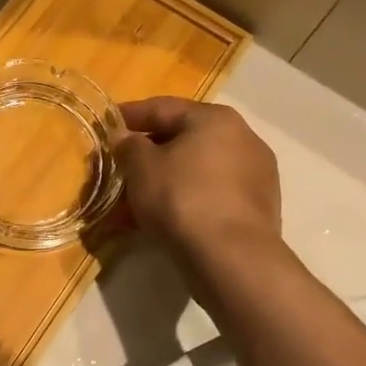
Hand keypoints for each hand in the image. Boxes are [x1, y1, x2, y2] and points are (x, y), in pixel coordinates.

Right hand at [112, 98, 281, 259]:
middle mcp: (242, 138)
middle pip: (183, 140)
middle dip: (148, 155)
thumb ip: (129, 145)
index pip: (163, 108)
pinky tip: (160, 221)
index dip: (130, 115)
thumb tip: (127, 139)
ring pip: (196, 171)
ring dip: (164, 182)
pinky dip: (185, 201)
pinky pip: (211, 195)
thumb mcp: (141, 166)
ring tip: (133, 203)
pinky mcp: (258, 209)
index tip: (107, 125)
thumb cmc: (181, 197)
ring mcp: (255, 175)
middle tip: (120, 167)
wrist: (232, 257)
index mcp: (215, 118)